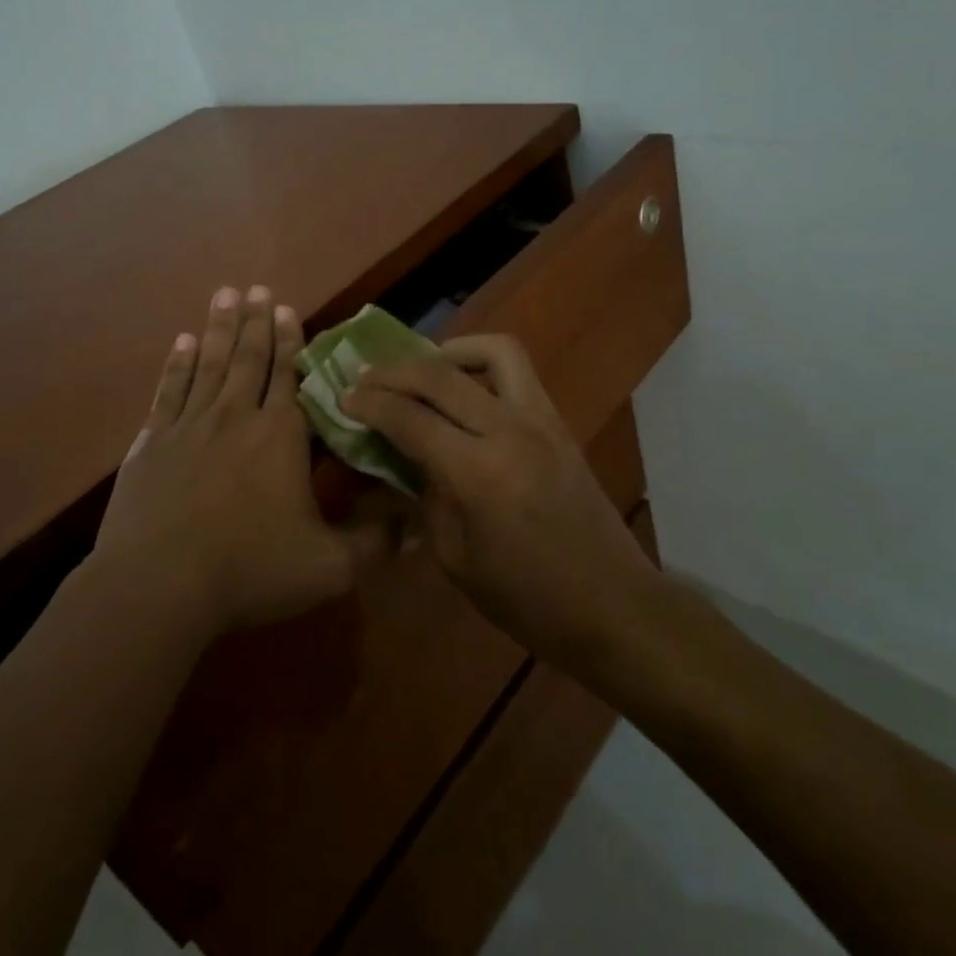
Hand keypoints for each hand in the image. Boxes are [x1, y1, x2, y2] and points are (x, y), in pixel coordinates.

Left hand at [95, 286, 378, 638]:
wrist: (158, 587)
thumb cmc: (248, 571)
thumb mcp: (328, 567)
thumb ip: (374, 543)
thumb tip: (417, 526)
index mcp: (279, 437)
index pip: (289, 376)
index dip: (290, 340)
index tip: (286, 306)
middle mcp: (235, 417)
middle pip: (248, 358)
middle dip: (254, 321)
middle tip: (255, 287)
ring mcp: (189, 426)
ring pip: (209, 364)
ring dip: (218, 328)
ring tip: (224, 295)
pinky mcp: (153, 443)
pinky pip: (169, 390)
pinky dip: (177, 364)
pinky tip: (181, 342)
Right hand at [342, 335, 655, 670]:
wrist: (613, 604)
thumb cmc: (526, 598)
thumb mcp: (455, 558)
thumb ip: (423, 497)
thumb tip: (398, 457)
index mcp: (478, 473)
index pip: (409, 418)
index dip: (369, 403)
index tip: (343, 397)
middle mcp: (510, 431)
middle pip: (441, 374)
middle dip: (394, 370)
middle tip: (366, 378)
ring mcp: (541, 419)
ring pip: (491, 351)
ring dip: (447, 352)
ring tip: (421, 370)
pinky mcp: (558, 421)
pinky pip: (517, 371)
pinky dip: (481, 364)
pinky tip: (463, 388)